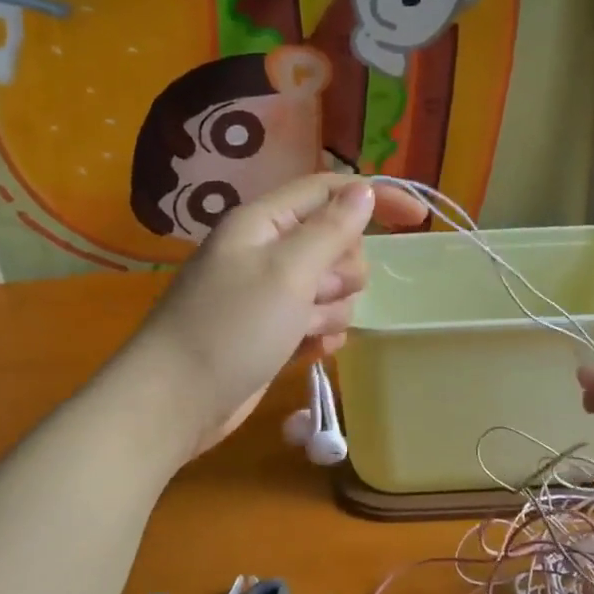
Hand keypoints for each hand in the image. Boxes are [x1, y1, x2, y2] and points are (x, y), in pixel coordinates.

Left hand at [128, 174, 426, 457]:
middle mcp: (265, 251)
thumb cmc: (231, 328)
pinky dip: (318, 334)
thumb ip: (331, 229)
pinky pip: (314, 321)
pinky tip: (307, 351)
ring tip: (304, 330)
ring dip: (329, 309)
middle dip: (342, 270)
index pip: (329, 191)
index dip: (375, 198)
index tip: (419, 218)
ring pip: (329, 287)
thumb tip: (364, 191)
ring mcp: (266, 294)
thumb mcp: (288, 272)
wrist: (174, 402)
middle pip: (334, 242)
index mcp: (263, 223)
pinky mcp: (268, 332)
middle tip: (319, 293)